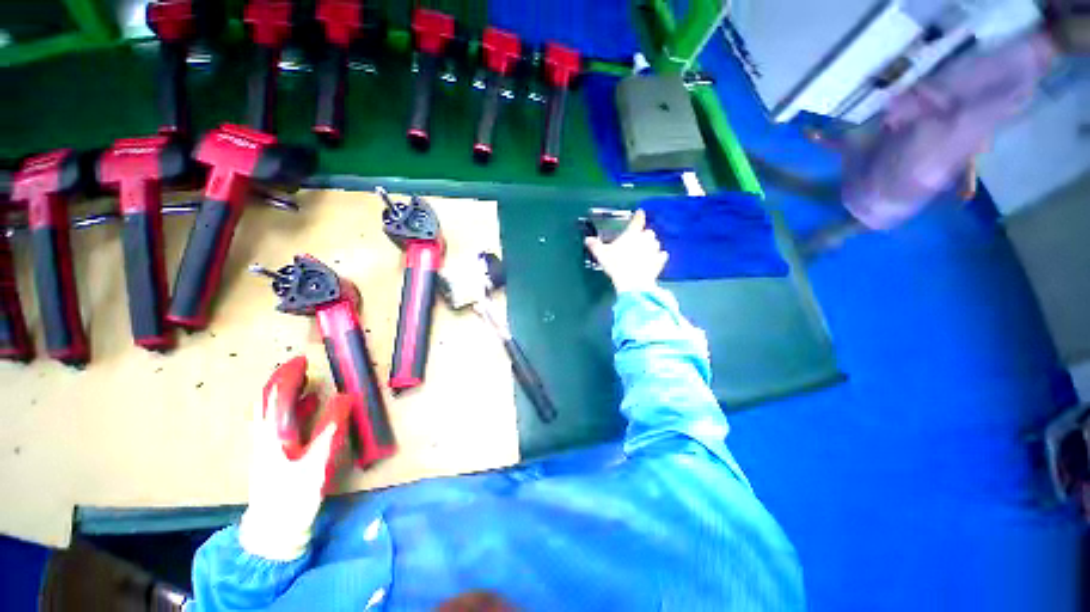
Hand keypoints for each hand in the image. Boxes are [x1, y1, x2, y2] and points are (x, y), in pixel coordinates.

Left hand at [239, 357, 349, 560]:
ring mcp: (267, 446)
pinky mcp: (272, 455)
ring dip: (286, 394)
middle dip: (283, 382)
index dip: (287, 376)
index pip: (276, 396)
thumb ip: (331, 427)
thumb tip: (345, 396)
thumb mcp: (318, 460)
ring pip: (272, 412)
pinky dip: (291, 410)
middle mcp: (266, 435)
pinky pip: (279, 424)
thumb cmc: (295, 494)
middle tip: (304, 368)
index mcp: (274, 434)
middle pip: (268, 402)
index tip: (302, 361)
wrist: (274, 529)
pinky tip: (307, 410)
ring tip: (306, 382)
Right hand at [585, 210, 668, 292]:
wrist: (633, 282)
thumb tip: (588, 240)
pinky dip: (658, 257)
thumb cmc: (617, 265)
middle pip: (648, 232)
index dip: (638, 216)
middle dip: (643, 235)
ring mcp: (654, 250)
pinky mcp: (659, 262)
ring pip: (655, 243)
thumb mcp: (602, 255)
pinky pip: (661, 256)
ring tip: (643, 251)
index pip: (637, 220)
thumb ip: (595, 245)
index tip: (639, 213)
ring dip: (650, 245)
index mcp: (632, 233)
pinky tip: (655, 260)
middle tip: (635, 241)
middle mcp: (645, 238)